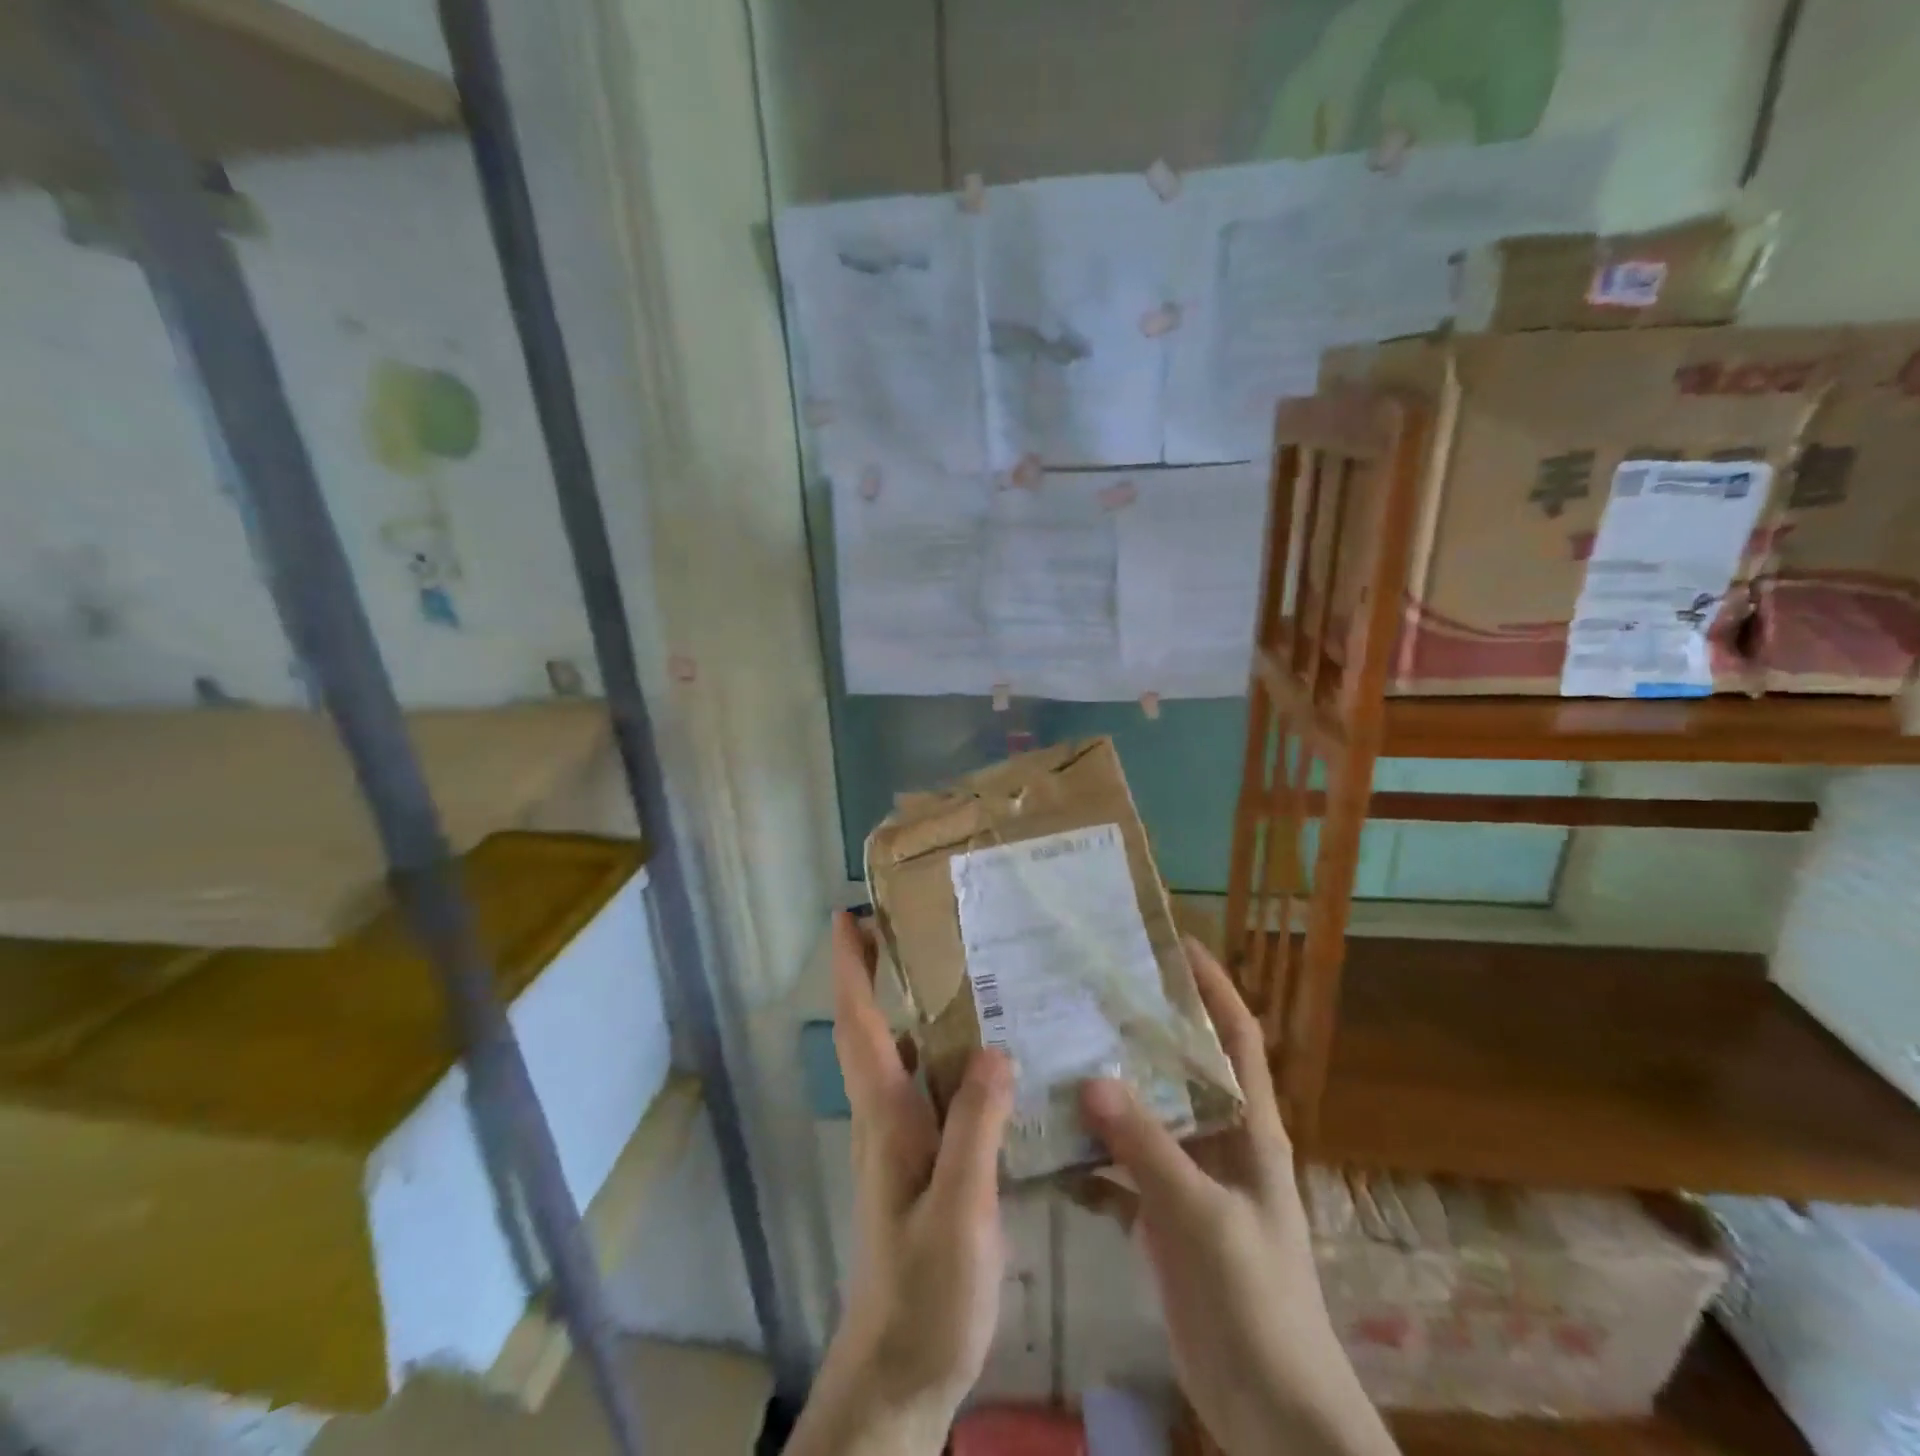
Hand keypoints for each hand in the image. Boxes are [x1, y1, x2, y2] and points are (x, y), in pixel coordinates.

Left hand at [788, 910, 1014, 1455]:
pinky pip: (929, 1089)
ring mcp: (900, 1142)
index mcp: (885, 1116)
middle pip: (873, 1029)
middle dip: (878, 973)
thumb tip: (994, 1048)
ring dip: (912, 1009)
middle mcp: (885, 1116)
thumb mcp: (958, 1212)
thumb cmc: (925, 1293)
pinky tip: (990, 1057)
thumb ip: (975, 1130)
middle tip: (917, 925)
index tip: (847, 917)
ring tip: (964, 972)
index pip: (859, 1025)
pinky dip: (944, 1056)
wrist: (900, 1375)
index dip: (850, 969)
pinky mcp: (921, 1163)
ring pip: (900, 1056)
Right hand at [1080, 939, 1397, 1455]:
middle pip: (1181, 1067)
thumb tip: (1091, 1078)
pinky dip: (1091, 1159)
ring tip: (1056, 1053)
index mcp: (1250, 1127)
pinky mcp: (1164, 1217)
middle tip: (1088, 993)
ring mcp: (1191, 1180)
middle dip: (1142, 1030)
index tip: (1174, 944)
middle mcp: (1221, 1141)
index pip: (1237, 1036)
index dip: (1214, 986)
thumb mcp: (1204, 1217)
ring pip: (1145, 1117)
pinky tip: (1050, 1148)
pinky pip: (1121, 1171)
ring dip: (1107, 1092)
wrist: (1273, 1414)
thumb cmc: (1258, 1301)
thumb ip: (1148, 1148)